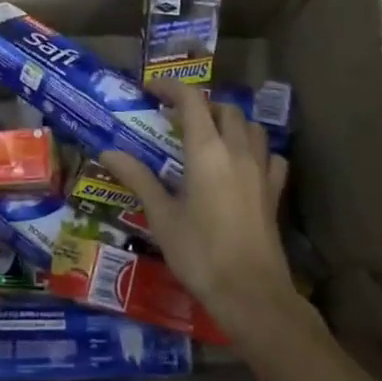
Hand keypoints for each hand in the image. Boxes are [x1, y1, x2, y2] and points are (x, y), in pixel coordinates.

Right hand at [101, 82, 301, 345]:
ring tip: (208, 135)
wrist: (251, 293)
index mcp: (207, 151)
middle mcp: (237, 151)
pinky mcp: (274, 192)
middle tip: (175, 118)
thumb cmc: (199, 253)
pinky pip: (270, 156)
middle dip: (200, 105)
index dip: (171, 87)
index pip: (192, 100)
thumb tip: (107, 151)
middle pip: (224, 109)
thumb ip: (137, 178)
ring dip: (229, 122)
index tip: (150, 89)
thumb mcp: (161, 215)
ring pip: (251, 127)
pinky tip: (242, 164)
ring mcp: (261, 171)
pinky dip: (255, 149)